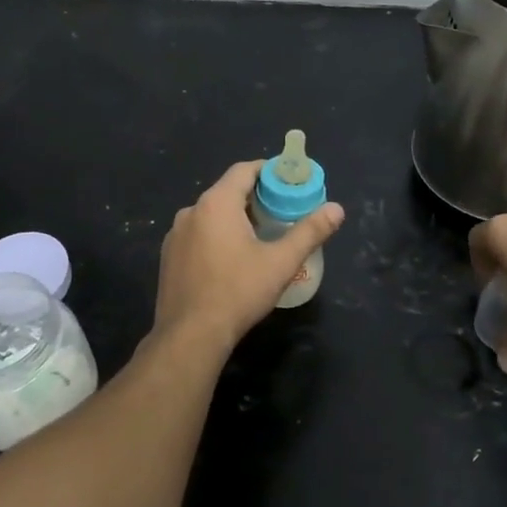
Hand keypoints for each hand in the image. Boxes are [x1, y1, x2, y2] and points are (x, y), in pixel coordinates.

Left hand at [154, 160, 344, 354]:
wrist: (190, 336)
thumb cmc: (238, 292)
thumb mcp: (281, 262)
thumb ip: (310, 232)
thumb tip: (337, 209)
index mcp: (216, 203)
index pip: (244, 170)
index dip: (269, 172)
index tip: (289, 184)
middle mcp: (191, 211)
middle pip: (227, 191)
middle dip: (255, 198)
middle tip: (281, 214)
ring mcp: (176, 235)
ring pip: (211, 215)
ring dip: (235, 219)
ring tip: (260, 238)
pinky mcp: (169, 257)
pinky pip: (198, 234)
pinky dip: (216, 236)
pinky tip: (231, 261)